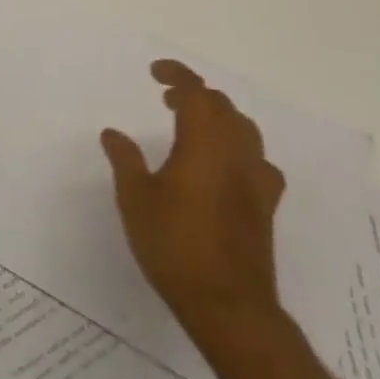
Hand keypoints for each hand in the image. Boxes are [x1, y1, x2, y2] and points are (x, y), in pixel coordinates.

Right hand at [101, 60, 285, 344]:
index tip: (155, 72)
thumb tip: (114, 133)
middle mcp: (235, 153)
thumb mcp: (136, 200)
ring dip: (218, 117)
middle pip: (222, 107)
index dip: (177, 75)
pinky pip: (258, 160)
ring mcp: (256, 180)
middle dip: (195, 95)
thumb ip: (125, 160)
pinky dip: (239, 149)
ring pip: (244, 129)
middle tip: (166, 100)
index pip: (196, 92)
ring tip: (193, 126)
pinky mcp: (266, 205)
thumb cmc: (175, 246)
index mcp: (203, 143)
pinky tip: (226, 166)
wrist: (228, 305)